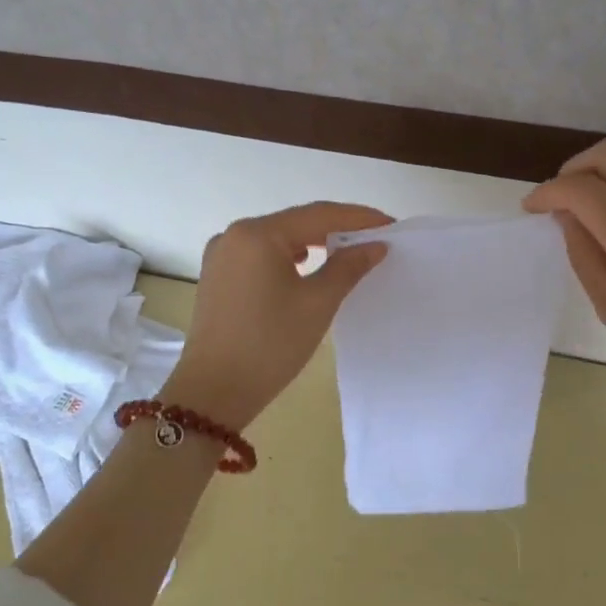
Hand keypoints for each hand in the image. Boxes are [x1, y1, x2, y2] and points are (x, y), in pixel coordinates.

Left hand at [161, 202, 392, 427]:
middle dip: (337, 229)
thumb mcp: (317, 303)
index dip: (358, 218)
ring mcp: (221, 255)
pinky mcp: (218, 277)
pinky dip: (289, 258)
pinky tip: (307, 267)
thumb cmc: (270, 344)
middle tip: (375, 239)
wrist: (214, 391)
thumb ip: (348, 267)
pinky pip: (261, 256)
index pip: (318, 214)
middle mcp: (234, 235)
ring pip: (278, 240)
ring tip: (347, 253)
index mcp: (257, 234)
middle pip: (296, 223)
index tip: (391, 224)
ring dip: (313, 243)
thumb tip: (374, 245)